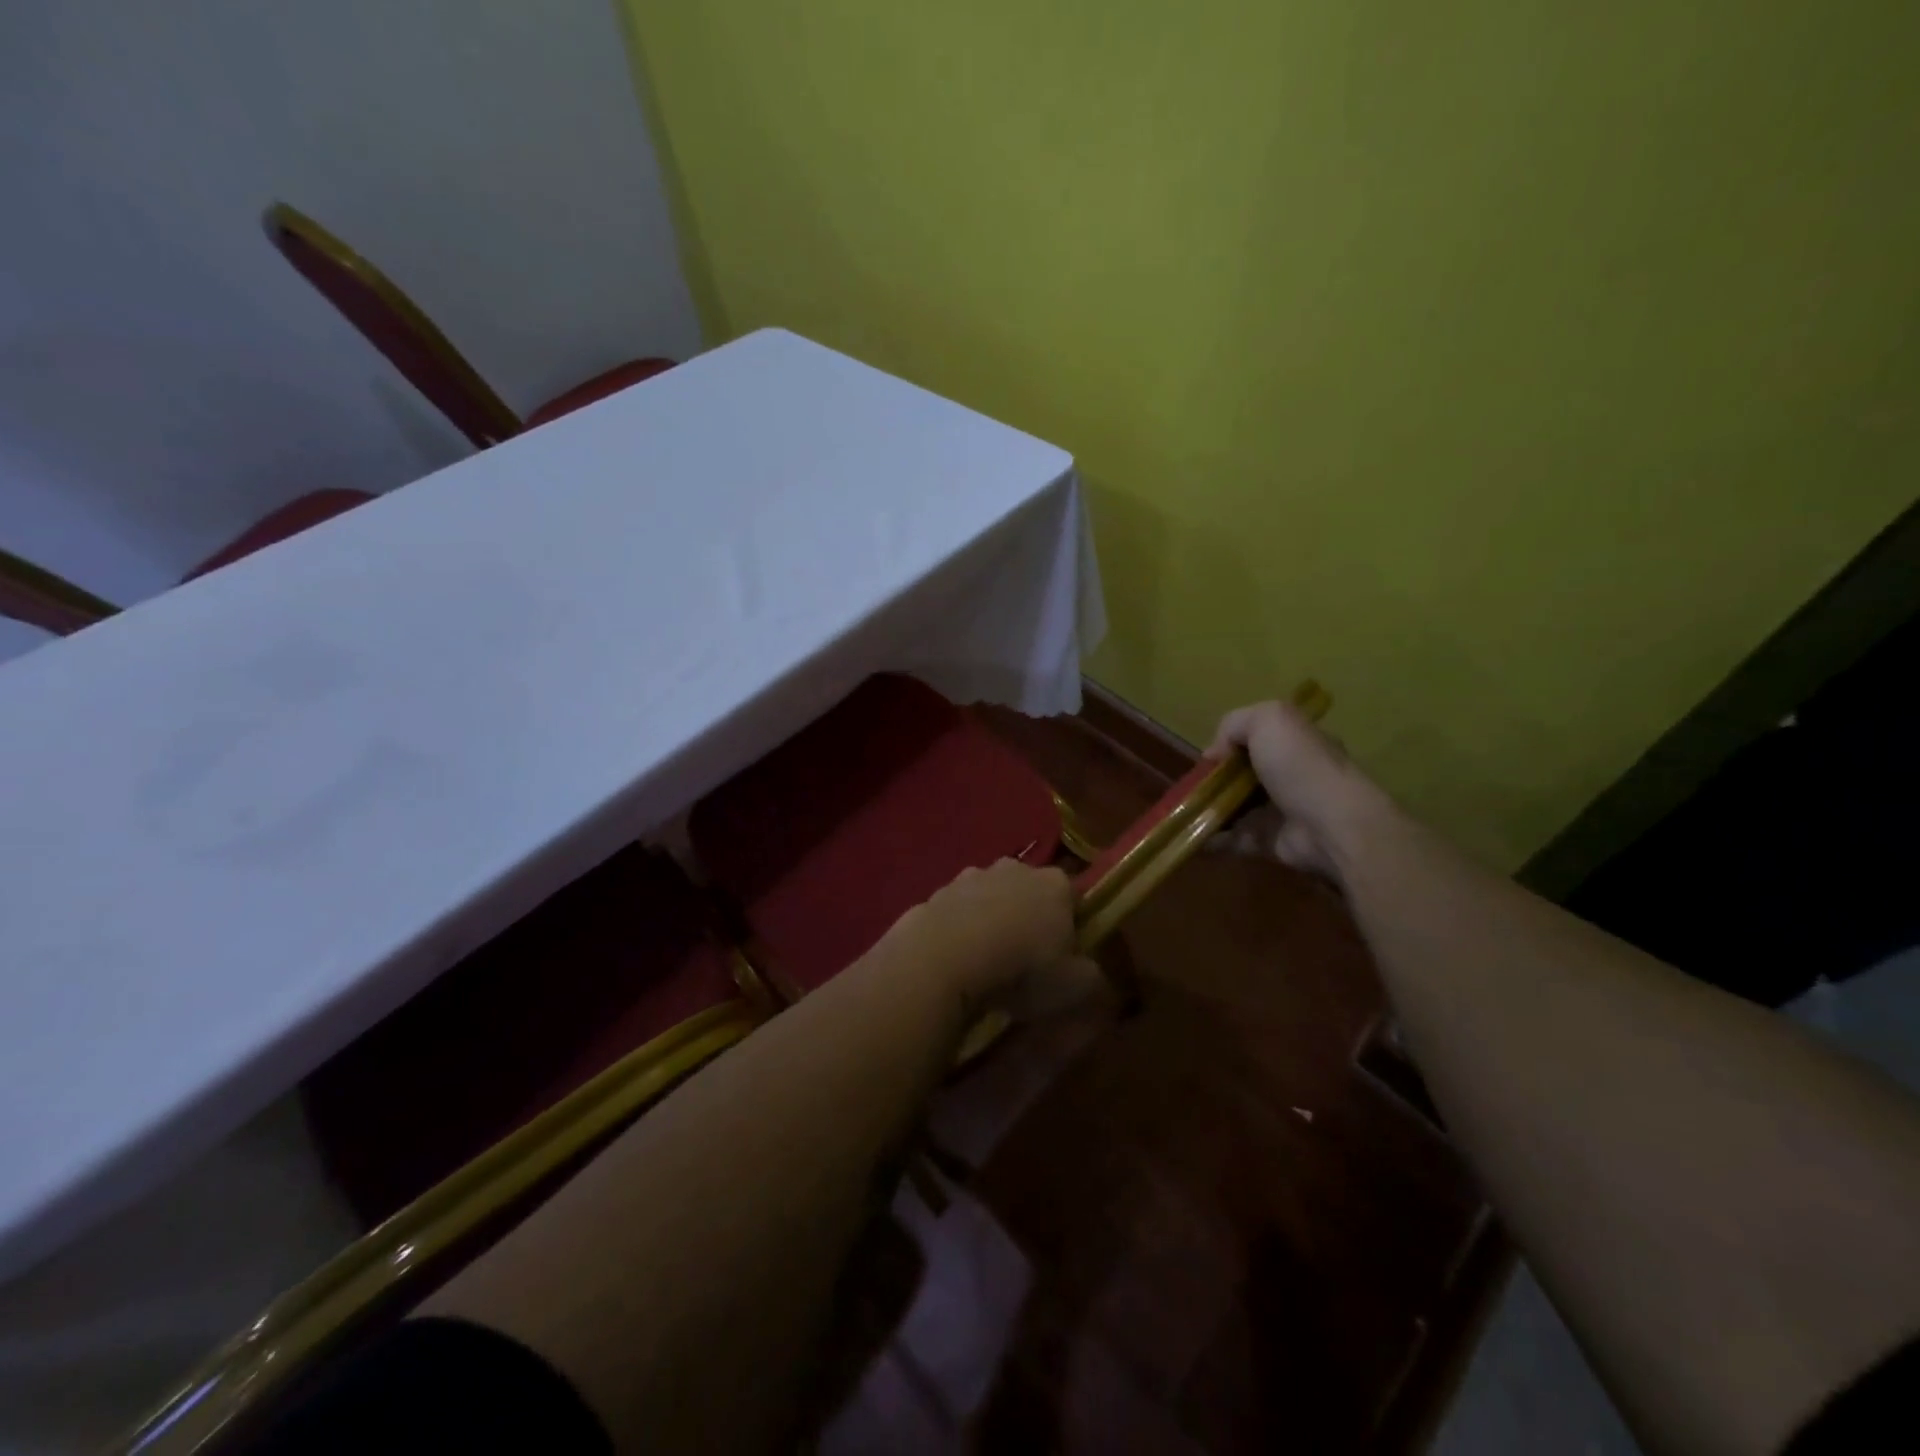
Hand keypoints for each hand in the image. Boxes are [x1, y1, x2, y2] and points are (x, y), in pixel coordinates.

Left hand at [887, 860, 1102, 1017]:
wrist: (943, 959)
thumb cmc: (1021, 969)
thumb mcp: (1074, 987)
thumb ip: (1091, 976)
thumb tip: (1089, 972)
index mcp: (1054, 884)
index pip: (1072, 897)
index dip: (1070, 926)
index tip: (1063, 957)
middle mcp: (1013, 869)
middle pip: (1027, 892)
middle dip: (1027, 918)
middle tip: (1023, 961)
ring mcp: (969, 877)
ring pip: (988, 899)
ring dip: (989, 922)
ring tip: (984, 965)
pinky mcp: (934, 893)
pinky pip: (954, 914)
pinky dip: (956, 932)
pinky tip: (953, 962)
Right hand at [1207, 699, 1388, 880]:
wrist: (1331, 826)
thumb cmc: (1300, 766)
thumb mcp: (1268, 720)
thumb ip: (1235, 723)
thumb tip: (1215, 753)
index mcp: (1294, 743)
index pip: (1257, 739)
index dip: (1228, 745)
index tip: (1208, 758)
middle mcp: (1290, 775)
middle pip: (1243, 774)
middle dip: (1215, 780)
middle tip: (1191, 787)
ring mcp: (1281, 811)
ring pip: (1236, 807)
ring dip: (1210, 809)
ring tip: (1186, 813)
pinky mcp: (1271, 841)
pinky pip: (1236, 838)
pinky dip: (1214, 839)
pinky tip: (1195, 837)